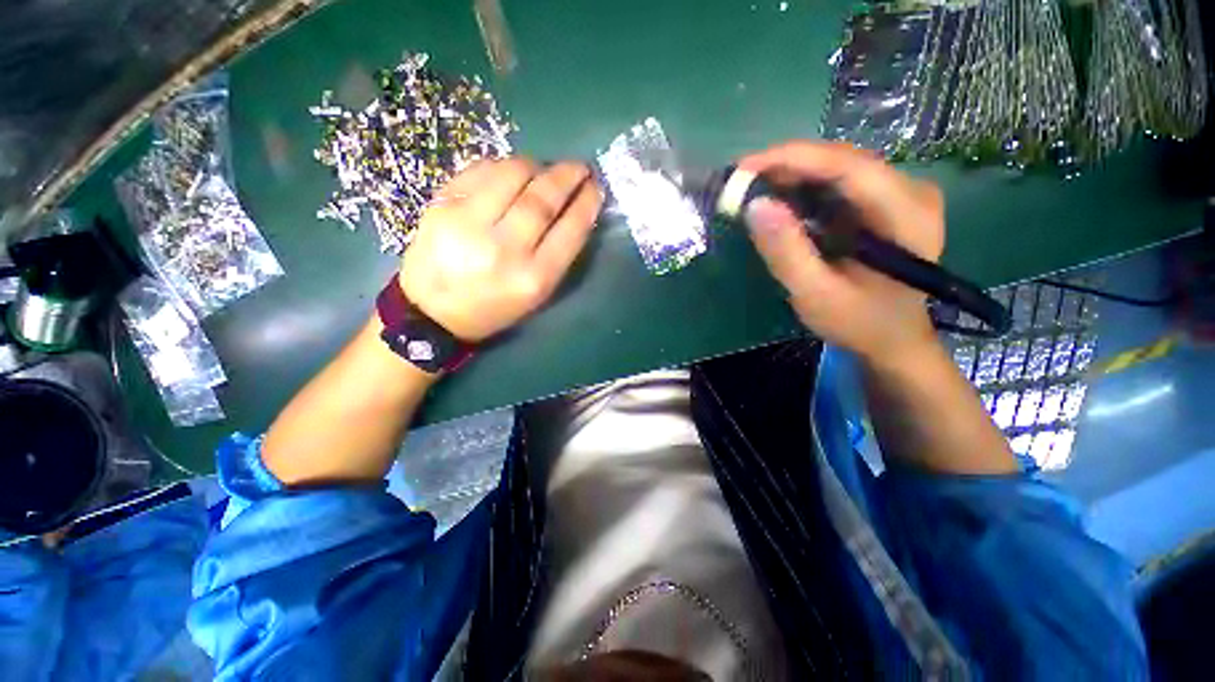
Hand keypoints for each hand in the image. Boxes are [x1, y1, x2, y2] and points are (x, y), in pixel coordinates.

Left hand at [399, 158, 602, 342]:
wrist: (433, 312)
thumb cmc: (494, 308)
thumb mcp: (536, 295)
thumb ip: (558, 256)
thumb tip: (574, 211)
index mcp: (533, 278)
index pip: (569, 231)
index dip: (586, 204)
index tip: (595, 188)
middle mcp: (504, 249)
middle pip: (542, 199)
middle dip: (567, 177)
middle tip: (579, 168)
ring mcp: (469, 223)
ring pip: (512, 175)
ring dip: (536, 166)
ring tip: (543, 170)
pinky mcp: (442, 205)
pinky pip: (481, 170)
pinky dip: (502, 166)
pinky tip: (511, 172)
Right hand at [738, 141, 944, 362]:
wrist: (892, 337)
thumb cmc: (858, 322)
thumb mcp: (816, 295)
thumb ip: (787, 253)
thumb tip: (755, 206)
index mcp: (907, 215)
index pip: (848, 166)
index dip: (793, 158)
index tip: (744, 168)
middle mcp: (912, 191)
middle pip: (842, 161)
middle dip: (787, 165)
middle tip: (740, 181)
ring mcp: (901, 193)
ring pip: (838, 167)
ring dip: (792, 174)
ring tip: (751, 188)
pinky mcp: (885, 201)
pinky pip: (839, 182)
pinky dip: (804, 186)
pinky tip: (779, 198)